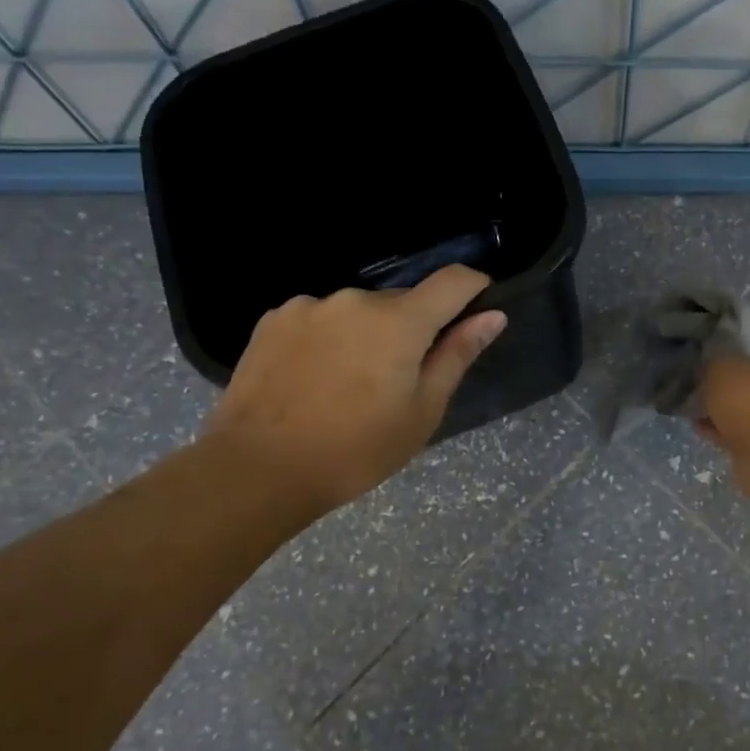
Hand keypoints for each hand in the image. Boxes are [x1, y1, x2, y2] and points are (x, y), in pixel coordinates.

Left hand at [203, 266, 505, 515]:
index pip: (452, 280)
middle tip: (399, 379)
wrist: (257, 470)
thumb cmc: (355, 450)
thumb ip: (457, 356)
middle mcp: (355, 299)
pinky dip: (329, 338)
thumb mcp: (421, 412)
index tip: (476, 308)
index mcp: (399, 322)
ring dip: (367, 333)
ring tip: (348, 384)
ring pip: (358, 311)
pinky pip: (320, 318)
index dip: (473, 287)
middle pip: (402, 301)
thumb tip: (492, 316)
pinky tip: (313, 378)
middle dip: (412, 328)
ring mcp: (309, 306)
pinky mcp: (274, 319)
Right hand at [698, 343, 749, 498]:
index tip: (719, 362)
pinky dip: (726, 432)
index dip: (743, 353)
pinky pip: (747, 434)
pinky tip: (700, 429)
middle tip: (705, 388)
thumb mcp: (722, 368)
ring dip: (728, 413)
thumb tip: (713, 369)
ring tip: (696, 411)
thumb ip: (715, 365)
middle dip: (734, 388)